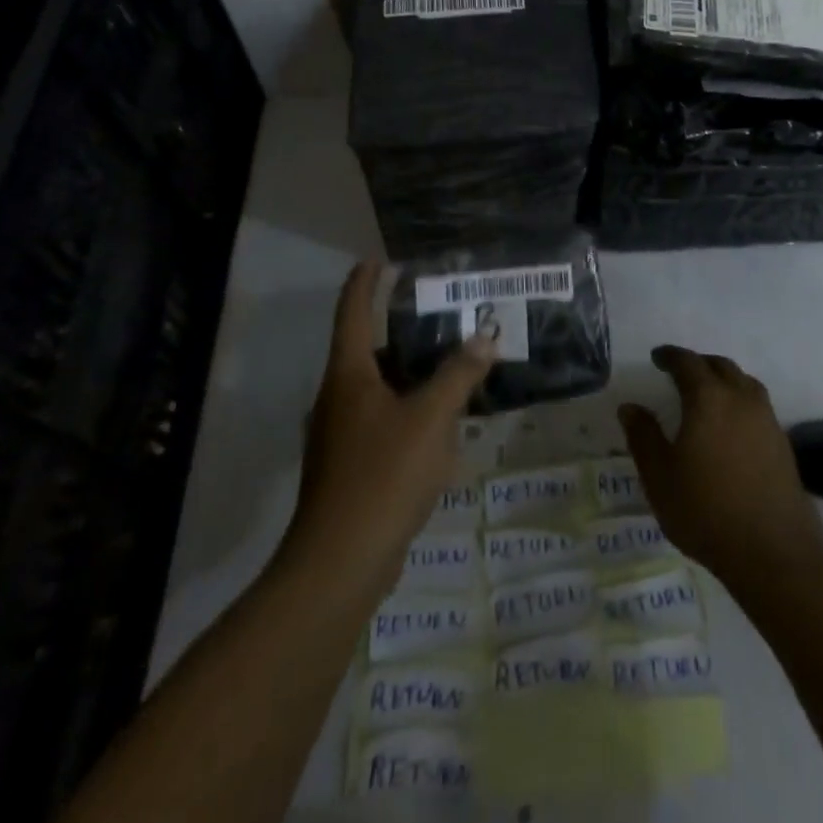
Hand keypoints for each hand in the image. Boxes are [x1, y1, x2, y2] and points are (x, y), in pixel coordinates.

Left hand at [282, 263, 494, 590]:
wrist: (340, 563)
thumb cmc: (383, 475)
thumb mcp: (431, 418)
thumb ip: (459, 375)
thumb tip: (484, 337)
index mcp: (348, 375)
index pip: (352, 312)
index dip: (364, 282)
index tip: (380, 259)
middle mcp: (338, 397)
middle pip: (365, 347)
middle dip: (397, 325)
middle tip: (436, 308)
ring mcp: (341, 434)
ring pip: (376, 386)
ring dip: (408, 369)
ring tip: (447, 357)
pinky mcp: (351, 465)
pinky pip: (383, 418)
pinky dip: (408, 405)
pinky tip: (440, 417)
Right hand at [619, 345, 822, 589]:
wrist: (773, 551)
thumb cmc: (706, 510)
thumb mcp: (660, 477)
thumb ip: (643, 437)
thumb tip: (630, 407)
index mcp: (708, 398)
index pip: (687, 362)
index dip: (670, 356)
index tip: (657, 358)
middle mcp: (741, 398)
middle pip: (720, 366)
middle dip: (699, 364)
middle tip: (681, 373)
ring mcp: (767, 419)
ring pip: (744, 383)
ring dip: (724, 379)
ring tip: (709, 394)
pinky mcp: (782, 443)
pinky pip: (758, 406)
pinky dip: (741, 402)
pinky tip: (732, 426)